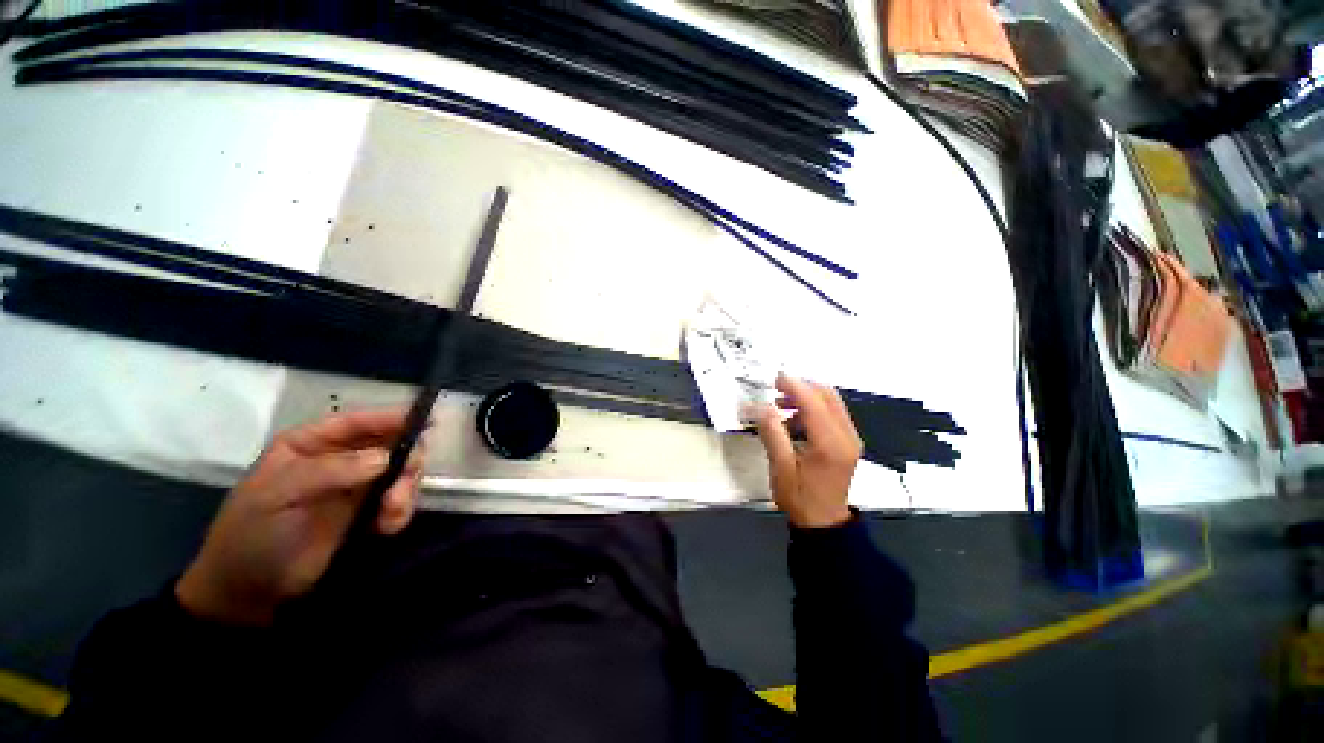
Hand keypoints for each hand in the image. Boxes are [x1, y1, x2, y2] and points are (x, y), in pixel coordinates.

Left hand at [176, 408, 424, 625]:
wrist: (249, 593)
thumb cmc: (253, 535)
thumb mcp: (278, 496)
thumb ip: (329, 471)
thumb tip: (385, 457)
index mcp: (310, 445)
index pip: (357, 422)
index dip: (390, 418)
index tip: (425, 421)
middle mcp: (339, 460)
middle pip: (390, 445)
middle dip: (405, 461)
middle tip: (406, 481)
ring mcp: (356, 487)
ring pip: (401, 472)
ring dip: (405, 490)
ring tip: (391, 514)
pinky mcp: (368, 514)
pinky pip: (399, 501)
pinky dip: (401, 511)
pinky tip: (387, 527)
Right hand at [754, 375, 861, 528]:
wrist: (823, 523)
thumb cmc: (800, 498)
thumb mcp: (780, 467)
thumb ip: (772, 433)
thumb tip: (762, 406)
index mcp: (830, 444)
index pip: (814, 403)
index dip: (794, 386)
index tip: (774, 379)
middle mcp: (847, 436)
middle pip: (828, 395)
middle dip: (801, 387)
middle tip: (776, 389)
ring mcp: (850, 438)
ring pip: (831, 402)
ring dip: (806, 397)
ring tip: (780, 406)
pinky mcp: (847, 442)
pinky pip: (831, 413)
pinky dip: (811, 409)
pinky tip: (792, 421)